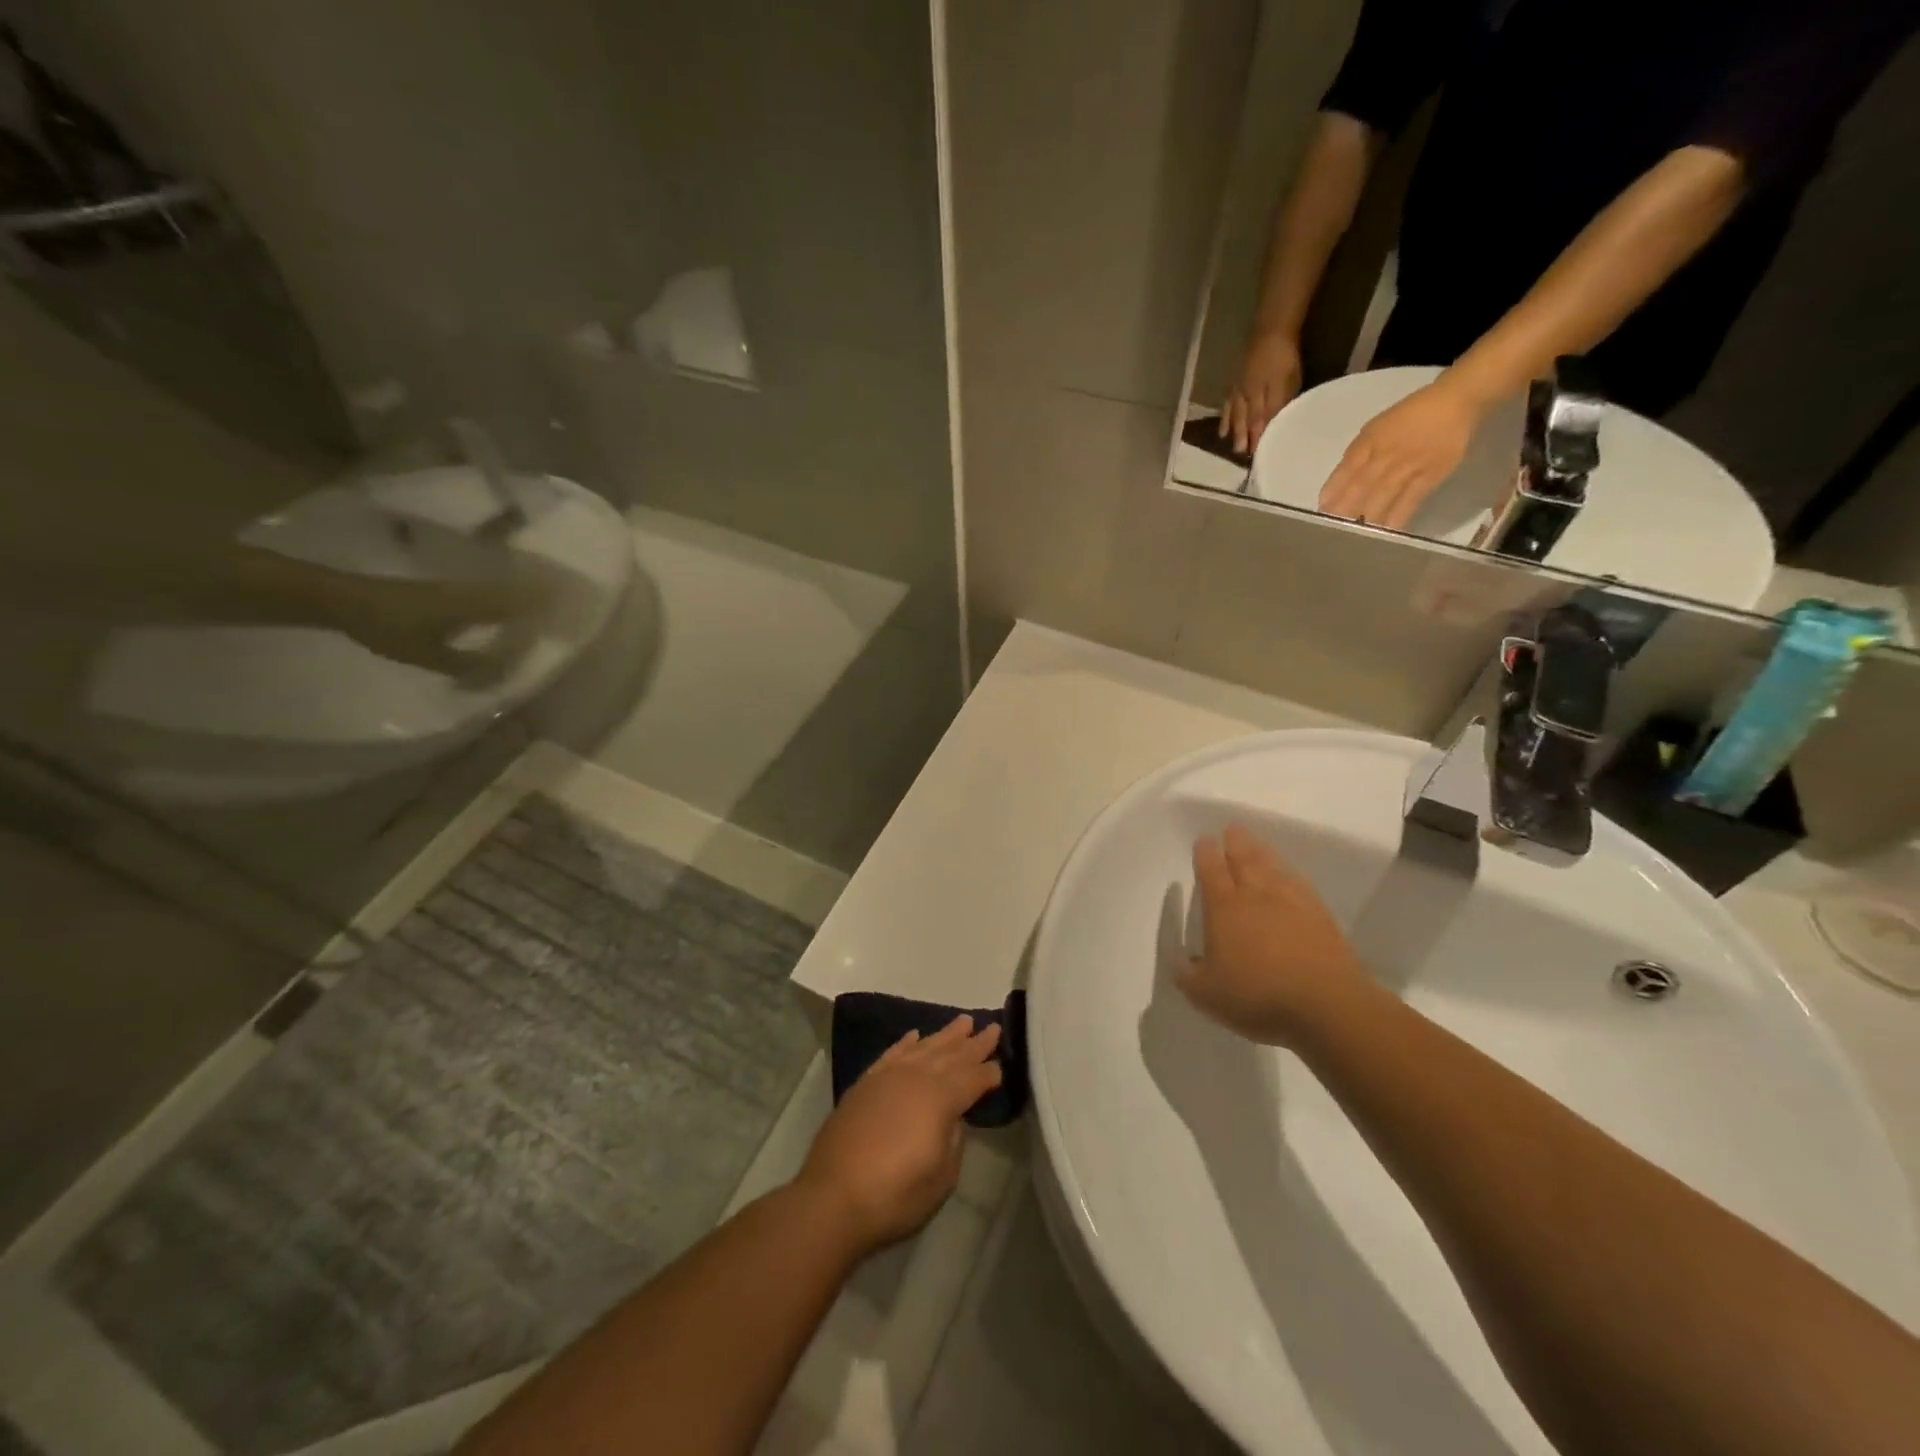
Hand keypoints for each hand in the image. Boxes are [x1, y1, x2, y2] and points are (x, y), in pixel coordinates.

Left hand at [796, 1016, 1002, 1250]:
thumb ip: (954, 1140)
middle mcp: (916, 1077)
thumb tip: (954, 1117)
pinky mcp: (865, 1084)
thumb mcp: (942, 1177)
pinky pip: (892, 1053)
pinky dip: (906, 1042)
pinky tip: (915, 1035)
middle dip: (974, 1043)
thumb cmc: (895, 1195)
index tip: (1002, 1067)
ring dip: (945, 1035)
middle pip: (951, 1055)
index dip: (989, 1073)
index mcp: (940, 1098)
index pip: (973, 1078)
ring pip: (924, 1047)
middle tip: (993, 1027)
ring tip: (963, 1021)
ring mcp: (888, 1077)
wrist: (832, 1199)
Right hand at [1178, 825, 1373, 1047]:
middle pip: (1244, 858)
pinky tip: (1290, 875)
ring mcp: (1292, 902)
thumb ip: (1187, 975)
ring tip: (1256, 843)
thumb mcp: (1206, 994)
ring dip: (1262, 851)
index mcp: (1224, 908)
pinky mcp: (1320, 916)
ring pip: (1273, 866)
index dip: (1206, 853)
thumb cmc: (1258, 996)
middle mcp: (1256, 895)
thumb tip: (1179, 960)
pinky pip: (1299, 883)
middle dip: (1236, 842)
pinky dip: (1290, 873)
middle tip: (1232, 828)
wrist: (1327, 1005)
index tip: (1204, 840)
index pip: (1211, 869)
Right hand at [1220, 330, 1303, 456]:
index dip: (1257, 440)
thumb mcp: (1285, 383)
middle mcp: (1245, 398)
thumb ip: (1276, 406)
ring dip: (1232, 429)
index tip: (1256, 456)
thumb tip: (1270, 427)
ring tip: (1228, 443)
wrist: (1271, 329)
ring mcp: (1238, 389)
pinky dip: (1225, 414)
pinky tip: (1224, 422)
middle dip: (1243, 438)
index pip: (1259, 425)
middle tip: (1241, 454)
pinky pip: (1228, 402)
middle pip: (1244, 422)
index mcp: (1259, 400)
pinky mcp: (1236, 379)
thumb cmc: (1283, 356)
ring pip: (1234, 414)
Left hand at [1318, 374, 1486, 530]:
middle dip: (1344, 509)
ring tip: (1352, 538)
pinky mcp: (1430, 477)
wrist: (1456, 402)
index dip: (1332, 491)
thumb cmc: (1409, 417)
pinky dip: (1396, 518)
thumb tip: (1336, 488)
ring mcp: (1409, 467)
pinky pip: (1410, 502)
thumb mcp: (1375, 429)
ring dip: (1366, 518)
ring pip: (1382, 496)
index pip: (1345, 469)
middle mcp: (1386, 455)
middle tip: (1330, 530)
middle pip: (1361, 486)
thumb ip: (1356, 456)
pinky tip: (1384, 534)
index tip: (1321, 510)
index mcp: (1369, 442)